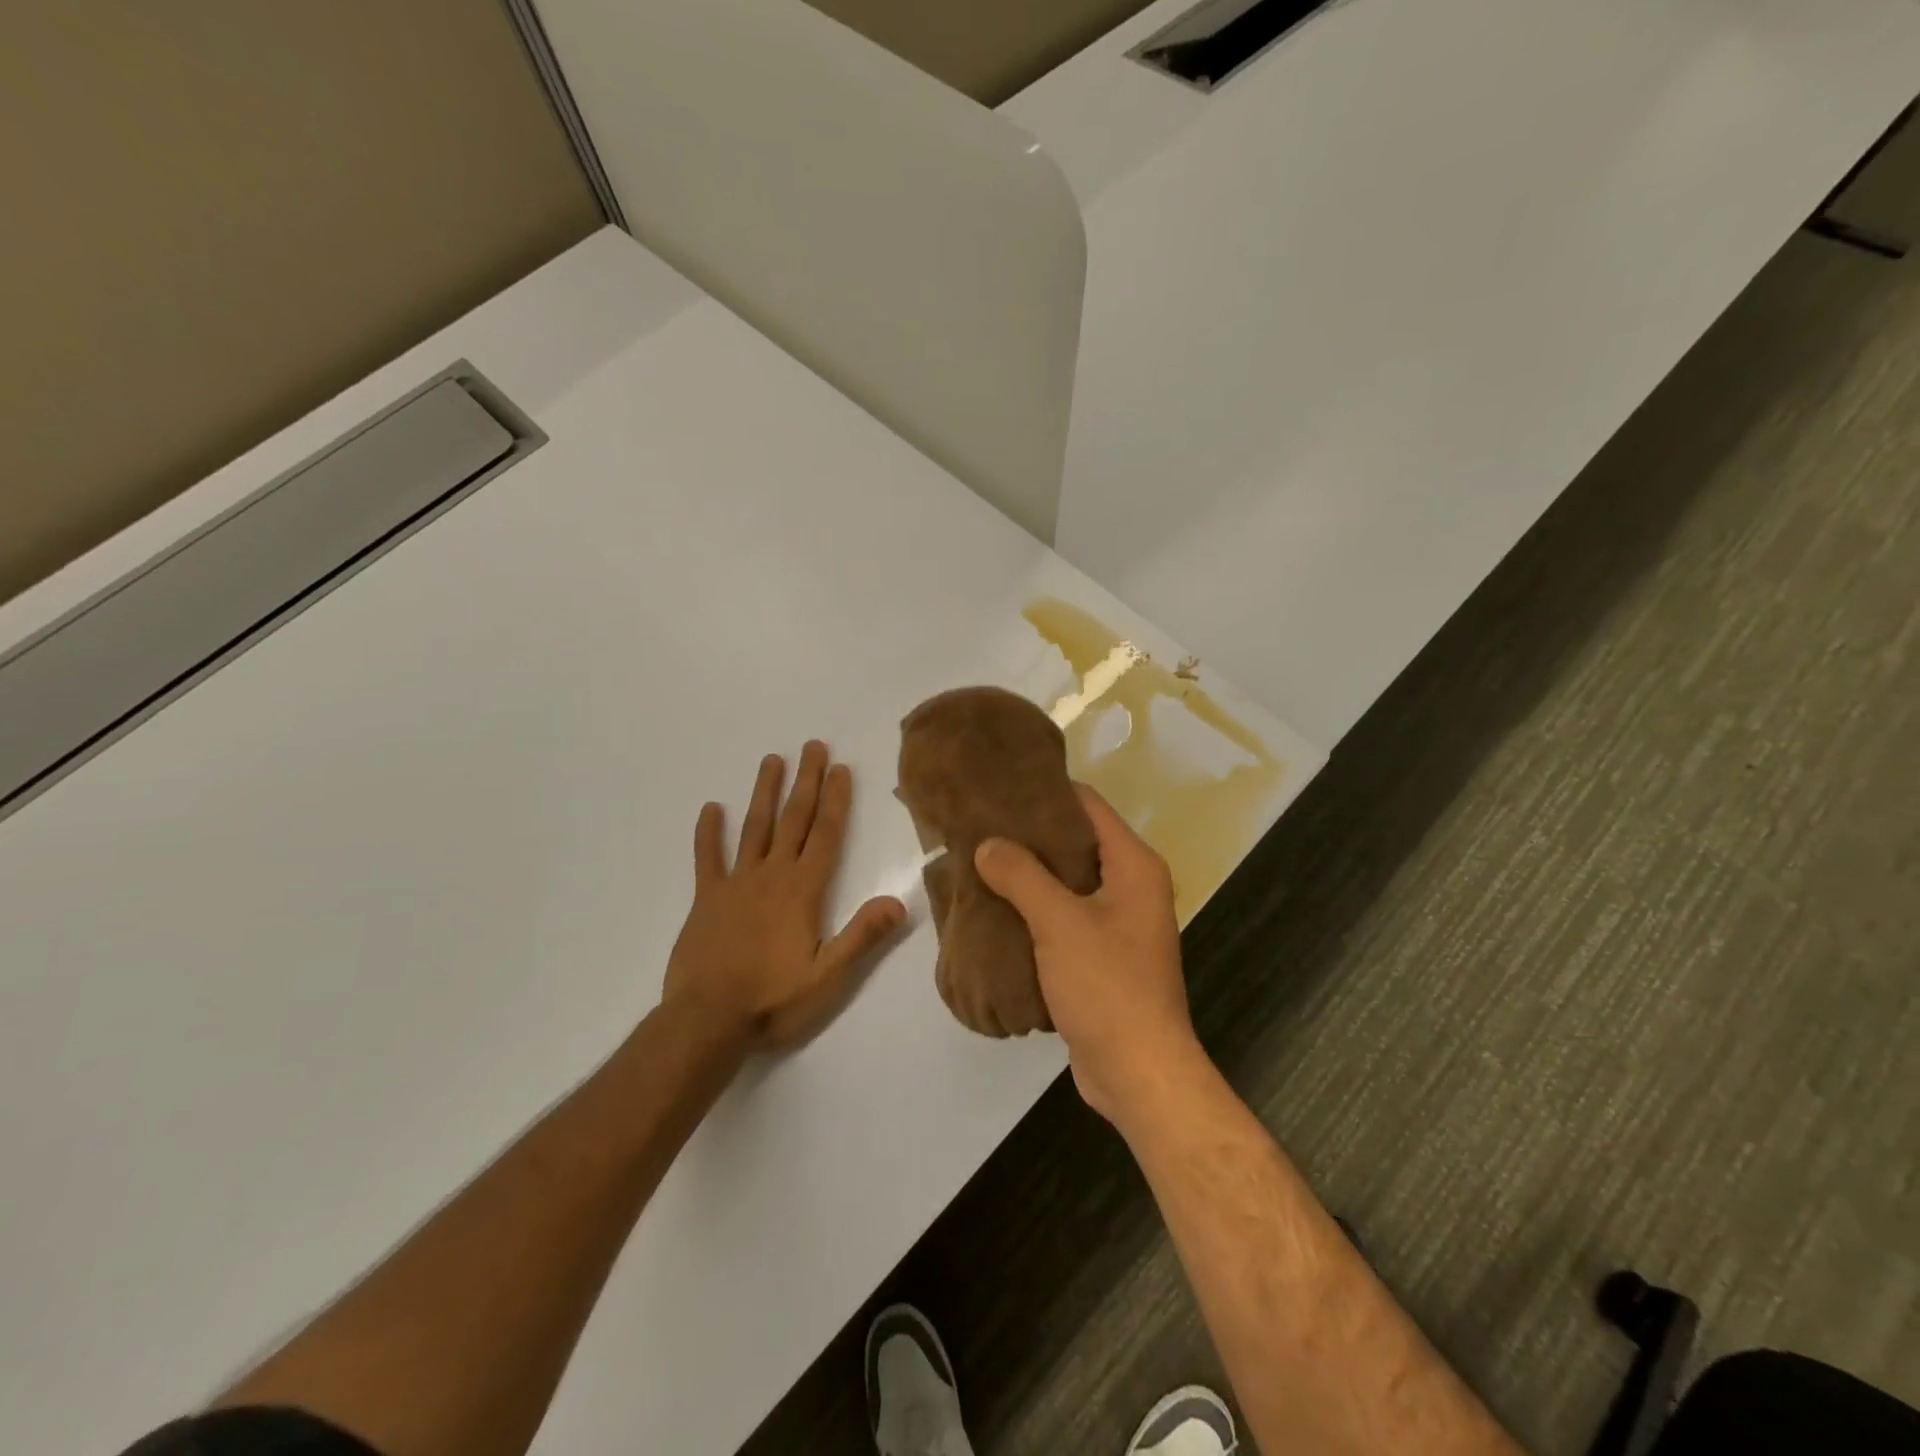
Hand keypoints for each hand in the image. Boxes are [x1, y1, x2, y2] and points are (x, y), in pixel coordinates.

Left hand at [663, 742, 905, 1050]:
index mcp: (803, 891)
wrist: (705, 1021)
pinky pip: (707, 858)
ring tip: (772, 759)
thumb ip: (862, 936)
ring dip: (765, 792)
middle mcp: (772, 875)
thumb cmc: (773, 1001)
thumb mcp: (828, 977)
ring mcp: (736, 883)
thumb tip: (899, 901)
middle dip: (806, 781)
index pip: (827, 835)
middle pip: (794, 819)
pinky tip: (711, 808)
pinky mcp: (706, 899)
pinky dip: (708, 833)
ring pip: (754, 828)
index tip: (841, 768)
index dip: (837, 800)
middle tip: (813, 746)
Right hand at [973, 786, 1202, 1125]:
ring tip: (980, 862)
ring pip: (1067, 882)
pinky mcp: (1102, 956)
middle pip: (1076, 842)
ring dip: (1028, 875)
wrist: (1138, 1073)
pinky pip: (1064, 917)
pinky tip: (996, 909)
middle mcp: (1131, 886)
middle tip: (980, 826)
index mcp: (1134, 865)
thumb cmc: (1107, 986)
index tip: (1000, 788)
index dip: (1045, 792)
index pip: (1087, 805)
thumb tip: (987, 844)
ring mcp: (1118, 923)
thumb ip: (1021, 876)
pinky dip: (1034, 910)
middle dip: (1029, 835)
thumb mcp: (1059, 922)